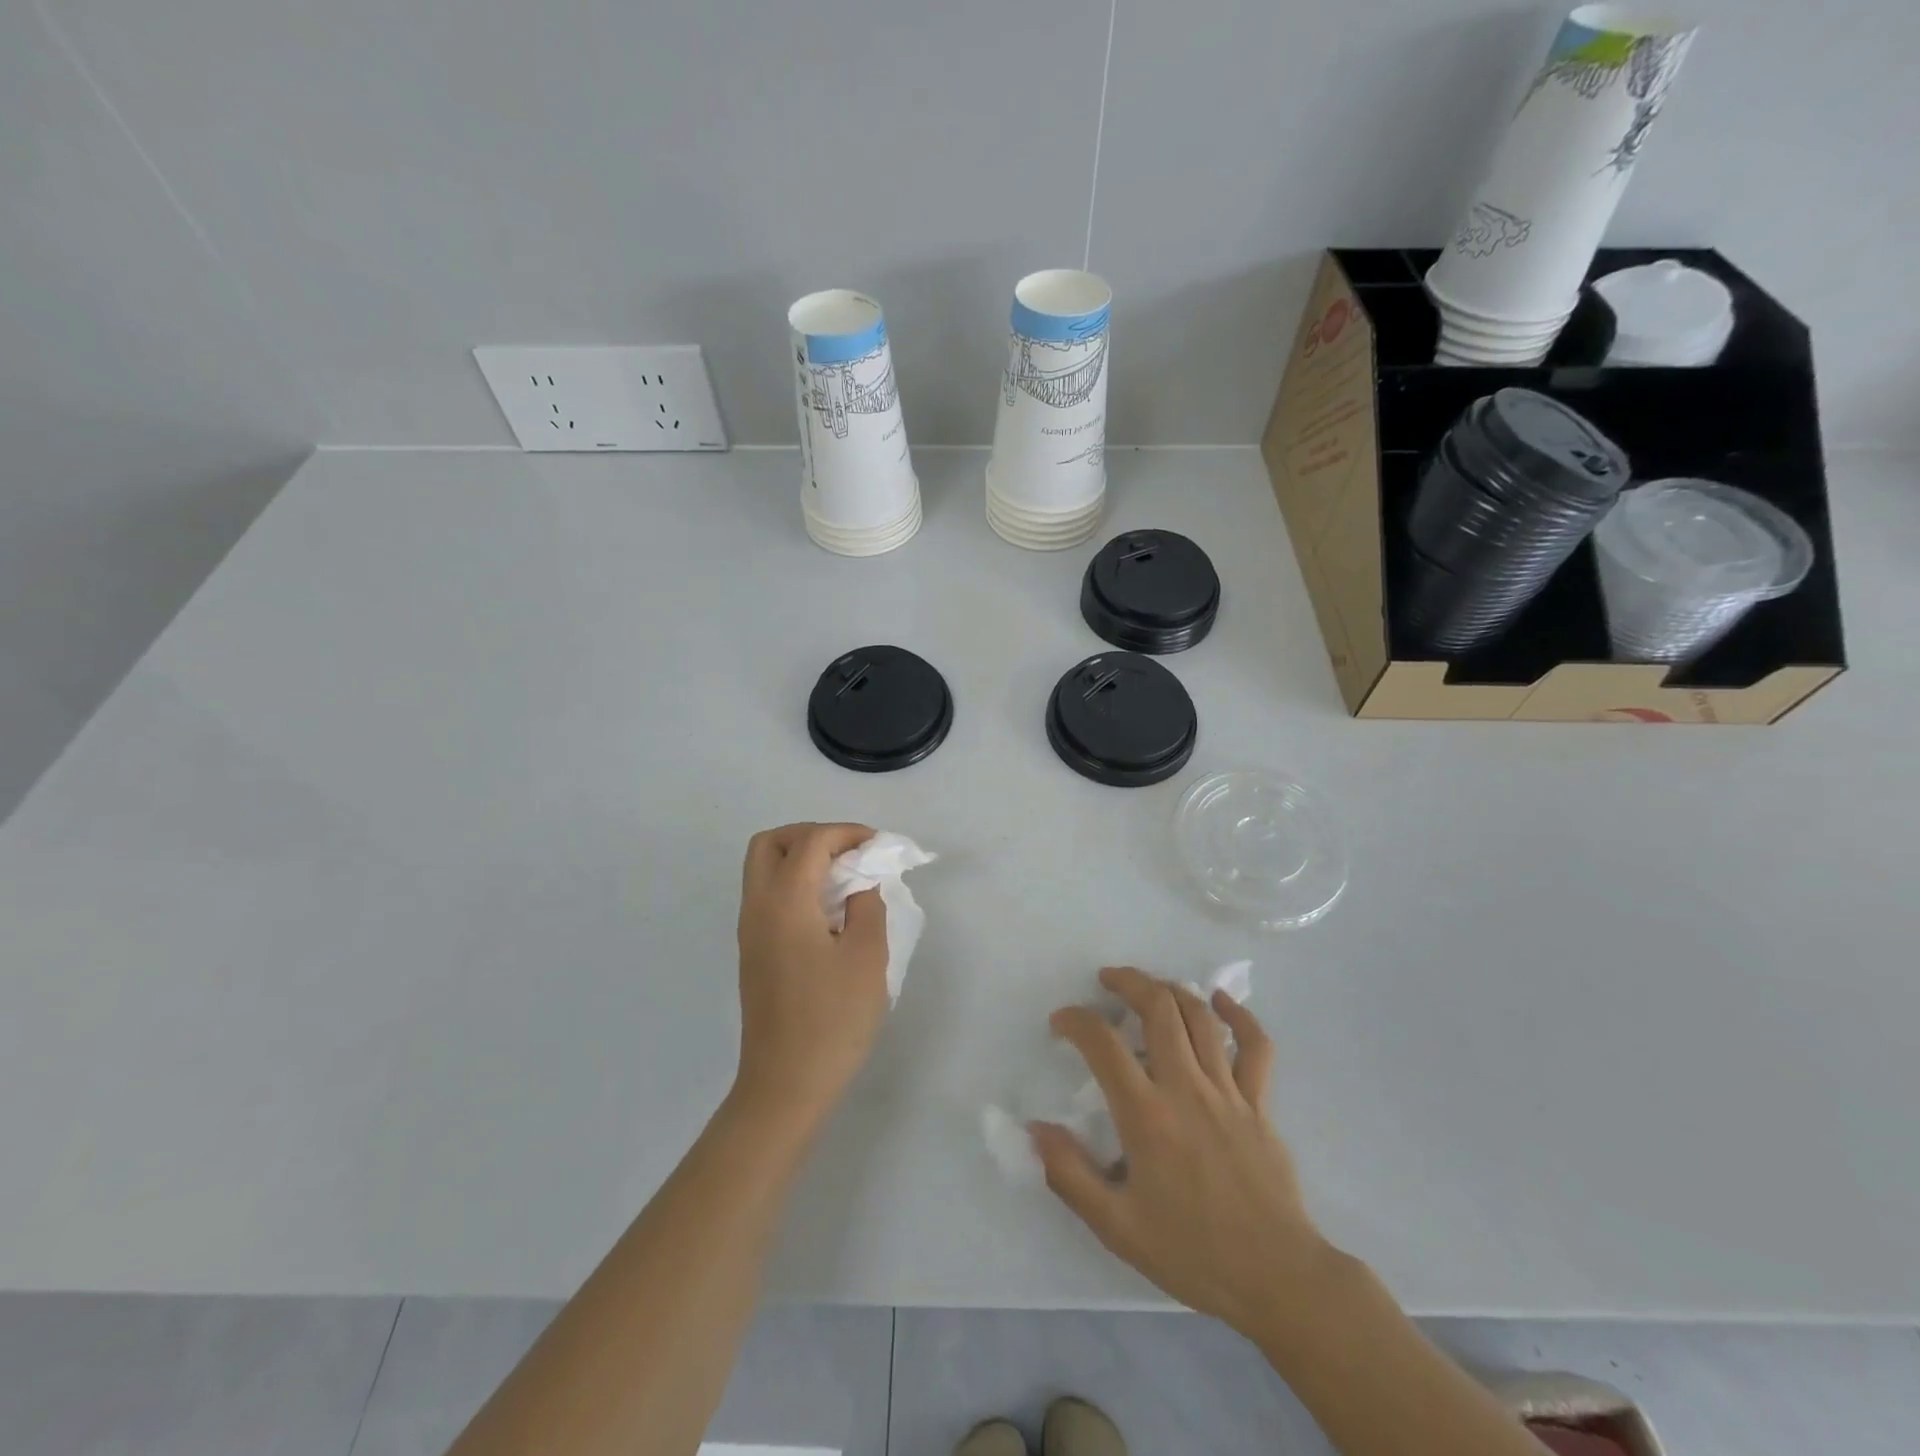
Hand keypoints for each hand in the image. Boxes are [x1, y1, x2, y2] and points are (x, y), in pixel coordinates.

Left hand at [731, 823, 888, 1132]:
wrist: (786, 1084)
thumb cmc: (832, 1019)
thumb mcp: (867, 957)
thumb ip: (867, 906)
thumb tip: (860, 885)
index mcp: (784, 901)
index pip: (810, 841)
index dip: (846, 833)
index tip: (878, 846)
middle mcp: (757, 907)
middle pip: (770, 844)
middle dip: (811, 835)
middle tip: (849, 853)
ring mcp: (750, 932)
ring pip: (764, 870)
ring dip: (802, 859)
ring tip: (845, 880)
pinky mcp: (753, 953)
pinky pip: (768, 896)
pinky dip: (795, 885)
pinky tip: (829, 911)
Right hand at [1031, 966, 1337, 1346]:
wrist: (1278, 1279)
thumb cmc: (1192, 1253)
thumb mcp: (1117, 1227)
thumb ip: (1070, 1174)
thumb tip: (1035, 1129)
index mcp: (1147, 1115)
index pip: (1103, 1043)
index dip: (1075, 1020)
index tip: (1060, 1022)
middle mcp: (1186, 1088)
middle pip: (1158, 1008)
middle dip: (1128, 982)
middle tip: (1107, 980)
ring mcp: (1229, 1091)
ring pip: (1200, 1016)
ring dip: (1171, 989)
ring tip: (1151, 986)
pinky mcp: (1260, 1103)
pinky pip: (1255, 1046)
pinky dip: (1238, 1015)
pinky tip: (1220, 1000)